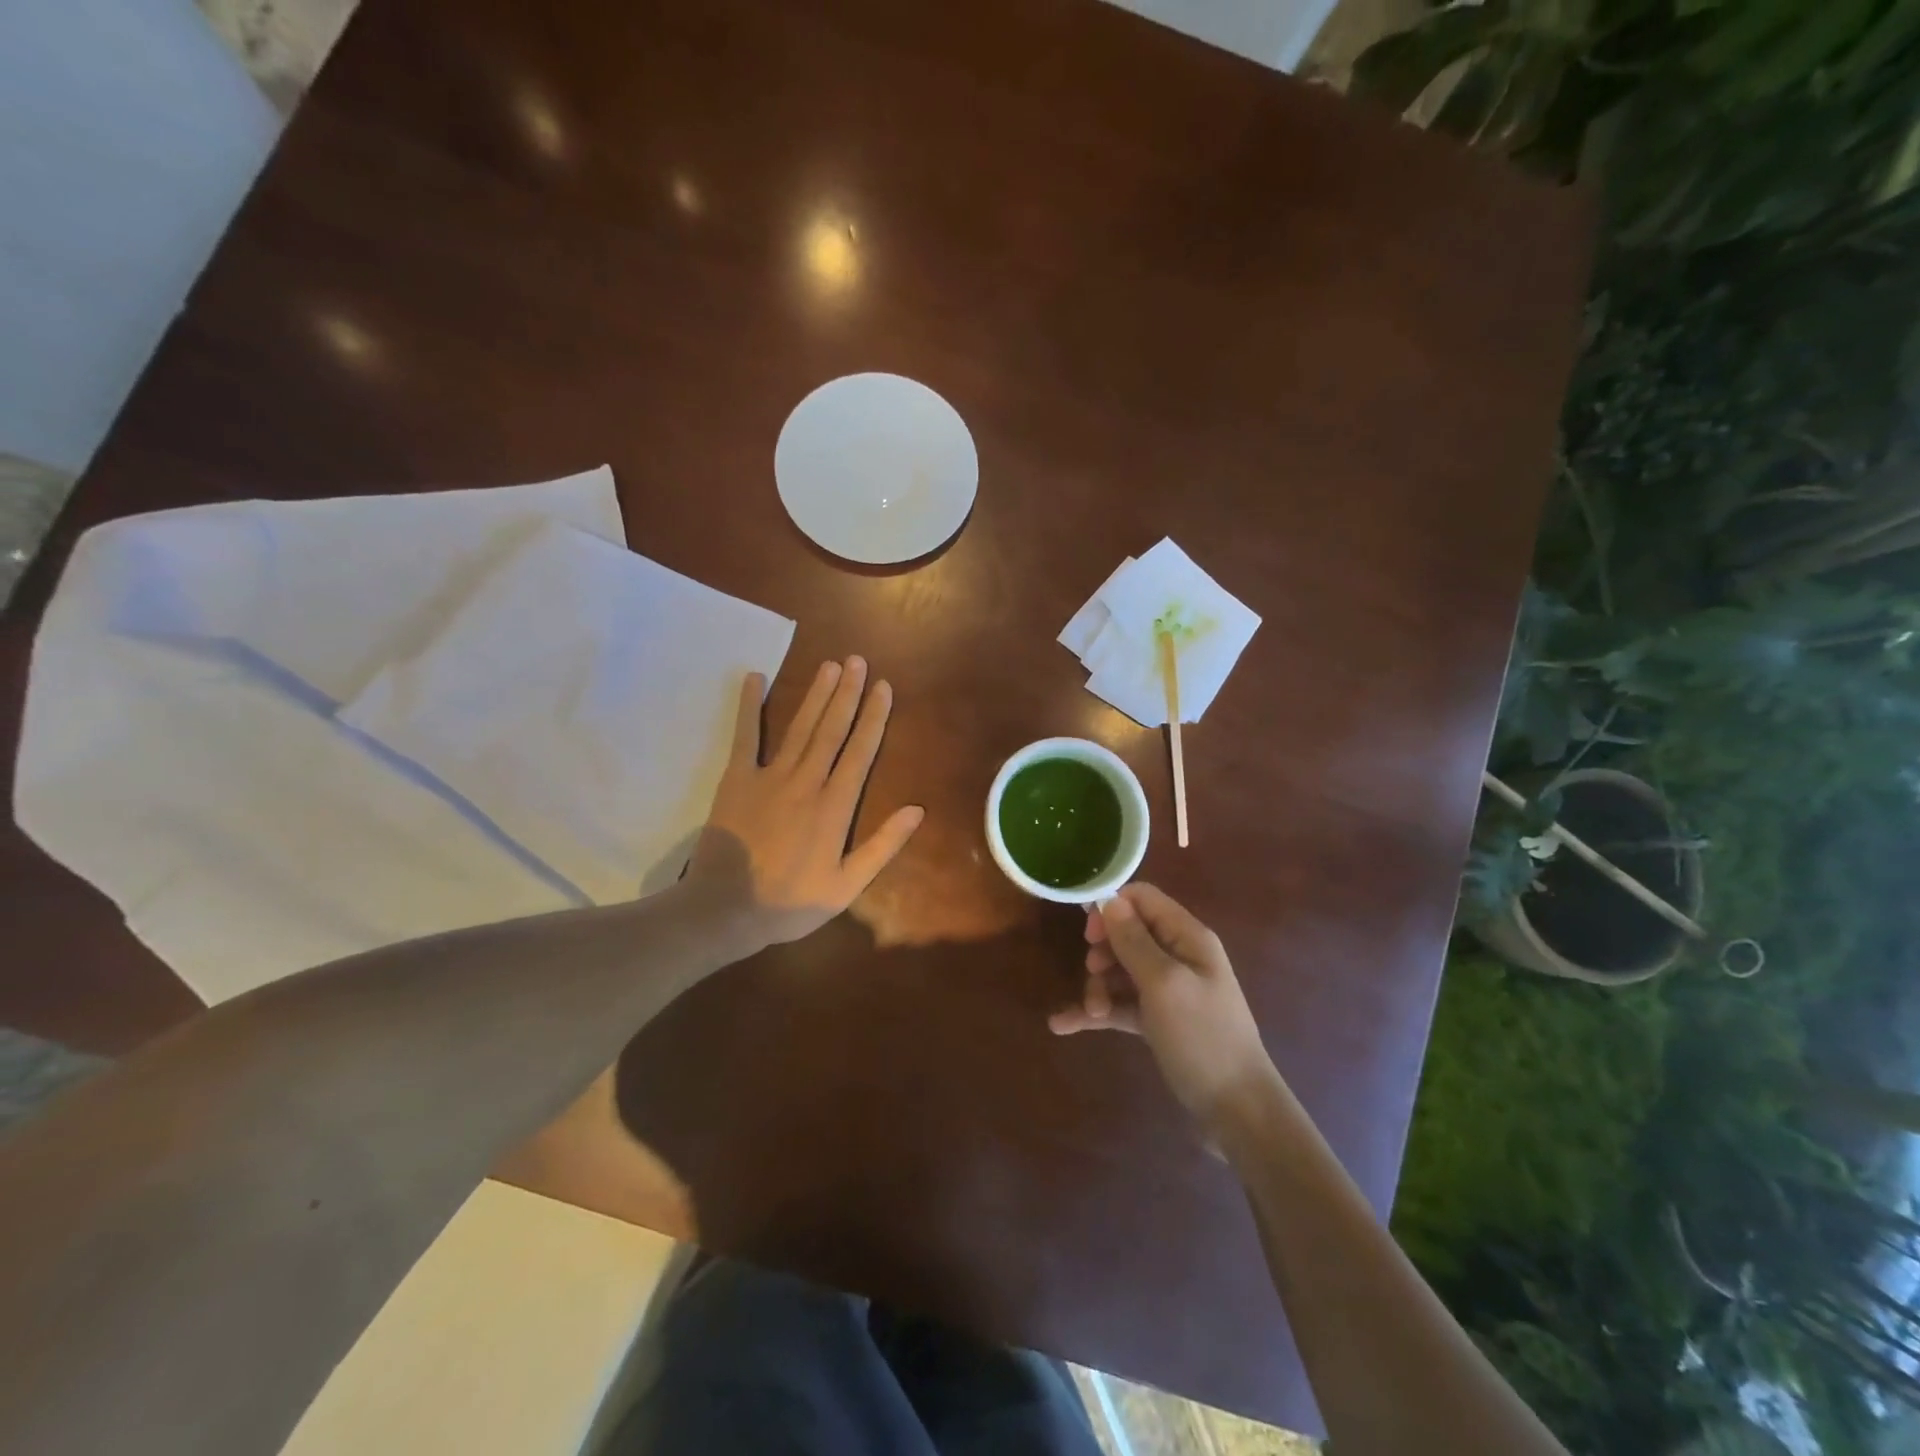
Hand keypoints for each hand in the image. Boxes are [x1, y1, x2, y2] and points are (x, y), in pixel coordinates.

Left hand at [686, 658, 923, 952]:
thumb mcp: (847, 885)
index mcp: (835, 806)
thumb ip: (882, 846)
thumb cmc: (790, 902)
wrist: (725, 910)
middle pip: (832, 729)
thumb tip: (917, 810)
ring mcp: (769, 777)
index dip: (874, 717)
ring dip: (815, 694)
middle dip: (847, 693)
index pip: (861, 752)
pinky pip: (744, 737)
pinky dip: (748, 706)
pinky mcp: (736, 780)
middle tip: (857, 660)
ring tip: (829, 665)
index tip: (883, 687)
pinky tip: (754, 677)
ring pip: (799, 727)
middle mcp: (806, 782)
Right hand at [1050, 883, 1277, 1130]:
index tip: (1089, 935)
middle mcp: (1178, 957)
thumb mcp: (1164, 984)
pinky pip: (1121, 1005)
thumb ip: (1134, 941)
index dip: (1112, 909)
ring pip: (1120, 971)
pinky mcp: (1159, 1021)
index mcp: (1187, 938)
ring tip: (1090, 1013)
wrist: (1236, 1110)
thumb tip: (1110, 900)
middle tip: (1092, 975)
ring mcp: (1168, 990)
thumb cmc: (1202, 1038)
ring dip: (1098, 987)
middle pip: (1127, 935)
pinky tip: (1064, 1025)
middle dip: (1102, 953)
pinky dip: (1097, 1012)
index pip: (1143, 899)